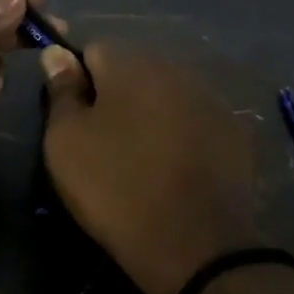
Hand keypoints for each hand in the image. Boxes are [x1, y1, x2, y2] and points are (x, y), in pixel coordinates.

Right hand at [40, 44, 263, 293]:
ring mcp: (211, 100)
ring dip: (150, 114)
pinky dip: (181, 135)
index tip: (71, 115)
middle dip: (115, 95)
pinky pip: (195, 122)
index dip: (77, 79)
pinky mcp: (236, 133)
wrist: (193, 243)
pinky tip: (174, 169)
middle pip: (134, 70)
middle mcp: (176, 69)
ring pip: (167, 96)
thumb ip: (61, 91)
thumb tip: (57, 52)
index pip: (93, 49)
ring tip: (139, 158)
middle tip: (102, 140)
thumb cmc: (115, 187)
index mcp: (132, 64)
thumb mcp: (66, 141)